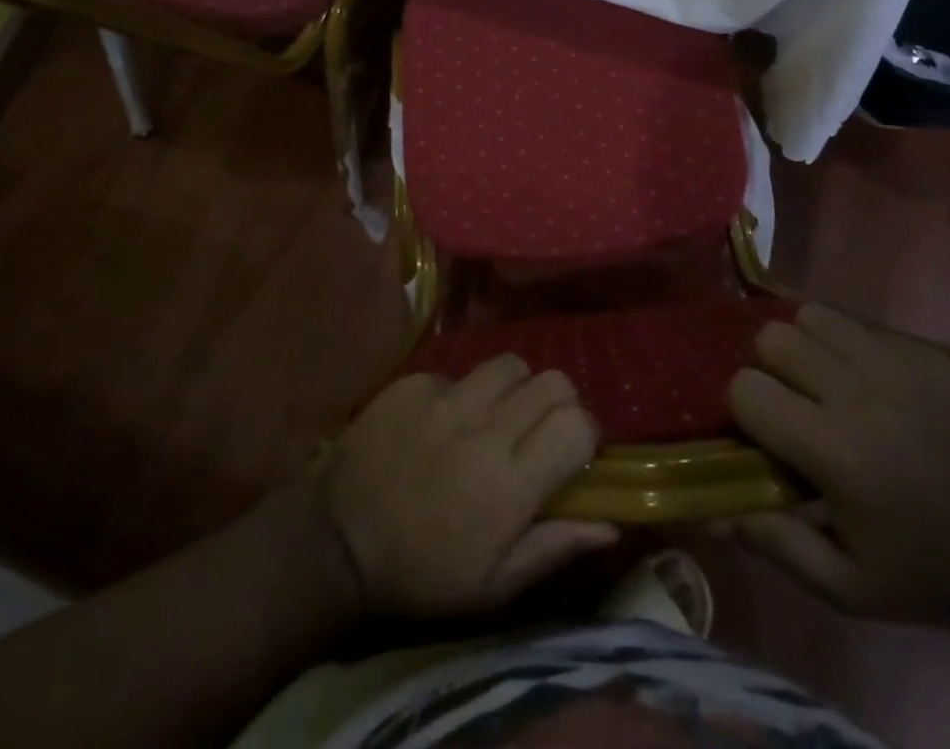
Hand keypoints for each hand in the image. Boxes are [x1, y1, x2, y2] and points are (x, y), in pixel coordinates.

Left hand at [323, 357, 618, 617]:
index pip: (577, 424)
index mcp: (510, 482)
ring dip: (514, 388)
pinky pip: (459, 372)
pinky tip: (443, 422)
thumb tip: (611, 523)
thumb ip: (555, 546)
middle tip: (538, 431)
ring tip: (496, 416)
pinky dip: (463, 393)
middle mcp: (484, 426)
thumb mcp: (493, 586)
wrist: (337, 539)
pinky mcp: (414, 381)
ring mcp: (446, 397)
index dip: (584, 435)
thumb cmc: (422, 574)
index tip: (572, 454)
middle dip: (557, 403)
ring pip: (509, 364)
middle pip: (552, 380)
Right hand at [722, 304, 949, 632]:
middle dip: (769, 368)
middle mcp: (858, 393)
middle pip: (773, 338)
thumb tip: (712, 509)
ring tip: (823, 382)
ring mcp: (896, 365)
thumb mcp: (848, 588)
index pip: (746, 388)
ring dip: (805, 345)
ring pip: (812, 316)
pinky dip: (848, 344)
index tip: (764, 436)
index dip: (745, 410)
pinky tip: (867, 382)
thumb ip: (775, 544)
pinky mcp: (926, 353)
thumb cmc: (928, 574)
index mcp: (834, 450)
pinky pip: (860, 324)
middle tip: (793, 403)